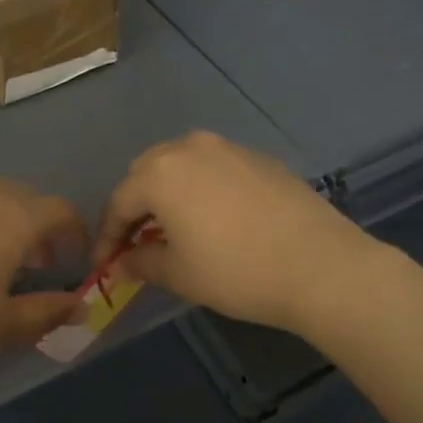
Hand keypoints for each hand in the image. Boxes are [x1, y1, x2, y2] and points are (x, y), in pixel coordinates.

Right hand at [94, 132, 378, 334]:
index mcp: (161, 172)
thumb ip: (141, 263)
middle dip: (136, 207)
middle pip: (147, 172)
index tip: (103, 265)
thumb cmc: (235, 271)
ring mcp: (229, 148)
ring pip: (183, 165)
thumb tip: (123, 262)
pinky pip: (216, 168)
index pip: (119, 201)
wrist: (318, 264)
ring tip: (173, 228)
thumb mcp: (179, 274)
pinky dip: (203, 189)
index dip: (107, 236)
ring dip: (169, 193)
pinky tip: (215, 218)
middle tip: (135, 243)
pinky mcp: (260, 158)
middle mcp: (190, 147)